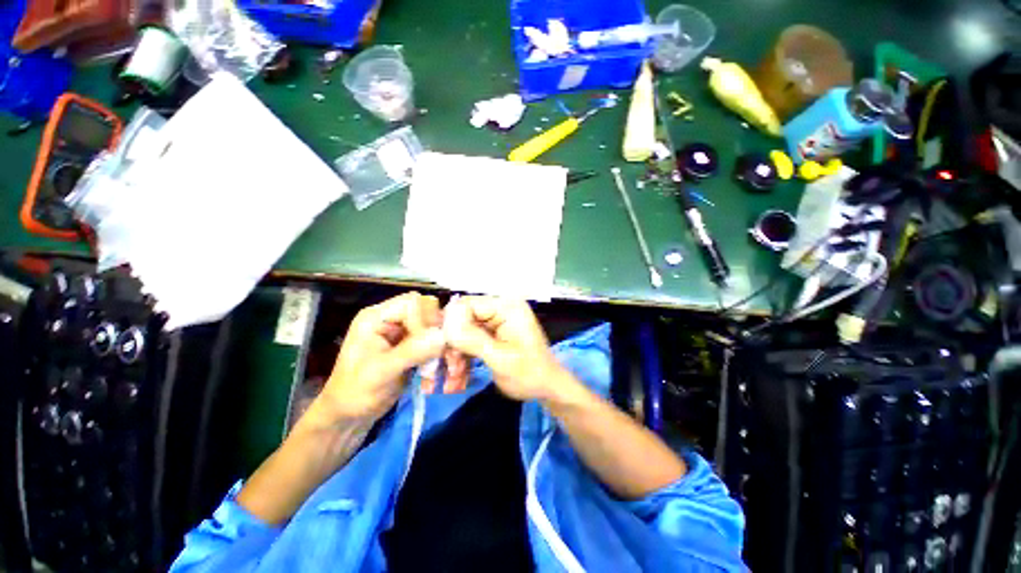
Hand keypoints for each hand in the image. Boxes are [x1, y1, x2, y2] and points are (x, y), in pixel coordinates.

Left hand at [313, 292, 444, 424]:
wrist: (349, 416)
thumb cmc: (355, 393)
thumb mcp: (380, 372)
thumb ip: (411, 352)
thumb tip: (442, 335)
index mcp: (377, 317)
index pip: (413, 302)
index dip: (425, 320)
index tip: (430, 344)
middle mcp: (392, 319)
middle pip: (427, 311)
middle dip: (437, 332)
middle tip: (442, 354)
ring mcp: (403, 332)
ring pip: (434, 326)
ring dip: (442, 346)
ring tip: (443, 365)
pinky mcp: (412, 346)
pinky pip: (434, 341)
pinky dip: (440, 355)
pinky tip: (436, 372)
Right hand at [443, 296, 569, 401]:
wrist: (548, 388)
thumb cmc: (529, 374)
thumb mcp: (500, 359)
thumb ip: (473, 339)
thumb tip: (446, 320)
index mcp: (507, 306)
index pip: (466, 304)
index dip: (450, 325)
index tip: (443, 351)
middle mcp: (501, 308)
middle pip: (463, 317)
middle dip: (453, 344)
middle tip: (449, 369)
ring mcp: (497, 320)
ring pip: (464, 331)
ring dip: (456, 354)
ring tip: (454, 379)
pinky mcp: (494, 332)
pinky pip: (471, 339)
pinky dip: (464, 357)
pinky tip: (459, 378)